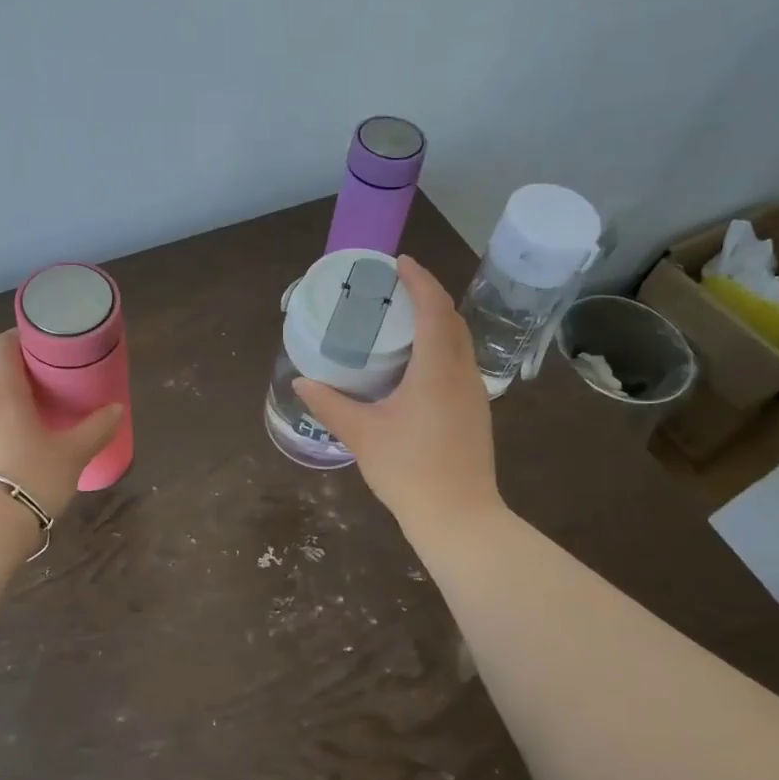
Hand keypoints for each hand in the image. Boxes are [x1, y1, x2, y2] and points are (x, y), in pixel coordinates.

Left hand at [0, 331, 124, 518]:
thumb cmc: (32, 477)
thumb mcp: (73, 454)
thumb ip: (96, 429)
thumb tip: (117, 409)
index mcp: (1, 390)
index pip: (2, 345)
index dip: (21, 338)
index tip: (43, 346)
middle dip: (18, 373)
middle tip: (47, 385)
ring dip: (4, 402)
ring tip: (32, 418)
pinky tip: (13, 448)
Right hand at [293, 256, 502, 541]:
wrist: (459, 517)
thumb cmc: (408, 470)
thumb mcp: (361, 434)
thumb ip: (329, 404)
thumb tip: (302, 381)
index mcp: (437, 369)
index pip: (433, 308)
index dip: (419, 280)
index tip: (399, 262)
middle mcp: (462, 373)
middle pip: (451, 320)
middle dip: (428, 296)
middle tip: (395, 289)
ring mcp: (474, 393)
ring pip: (460, 342)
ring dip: (437, 321)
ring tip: (404, 320)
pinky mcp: (476, 412)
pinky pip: (460, 363)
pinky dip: (441, 347)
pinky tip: (417, 364)